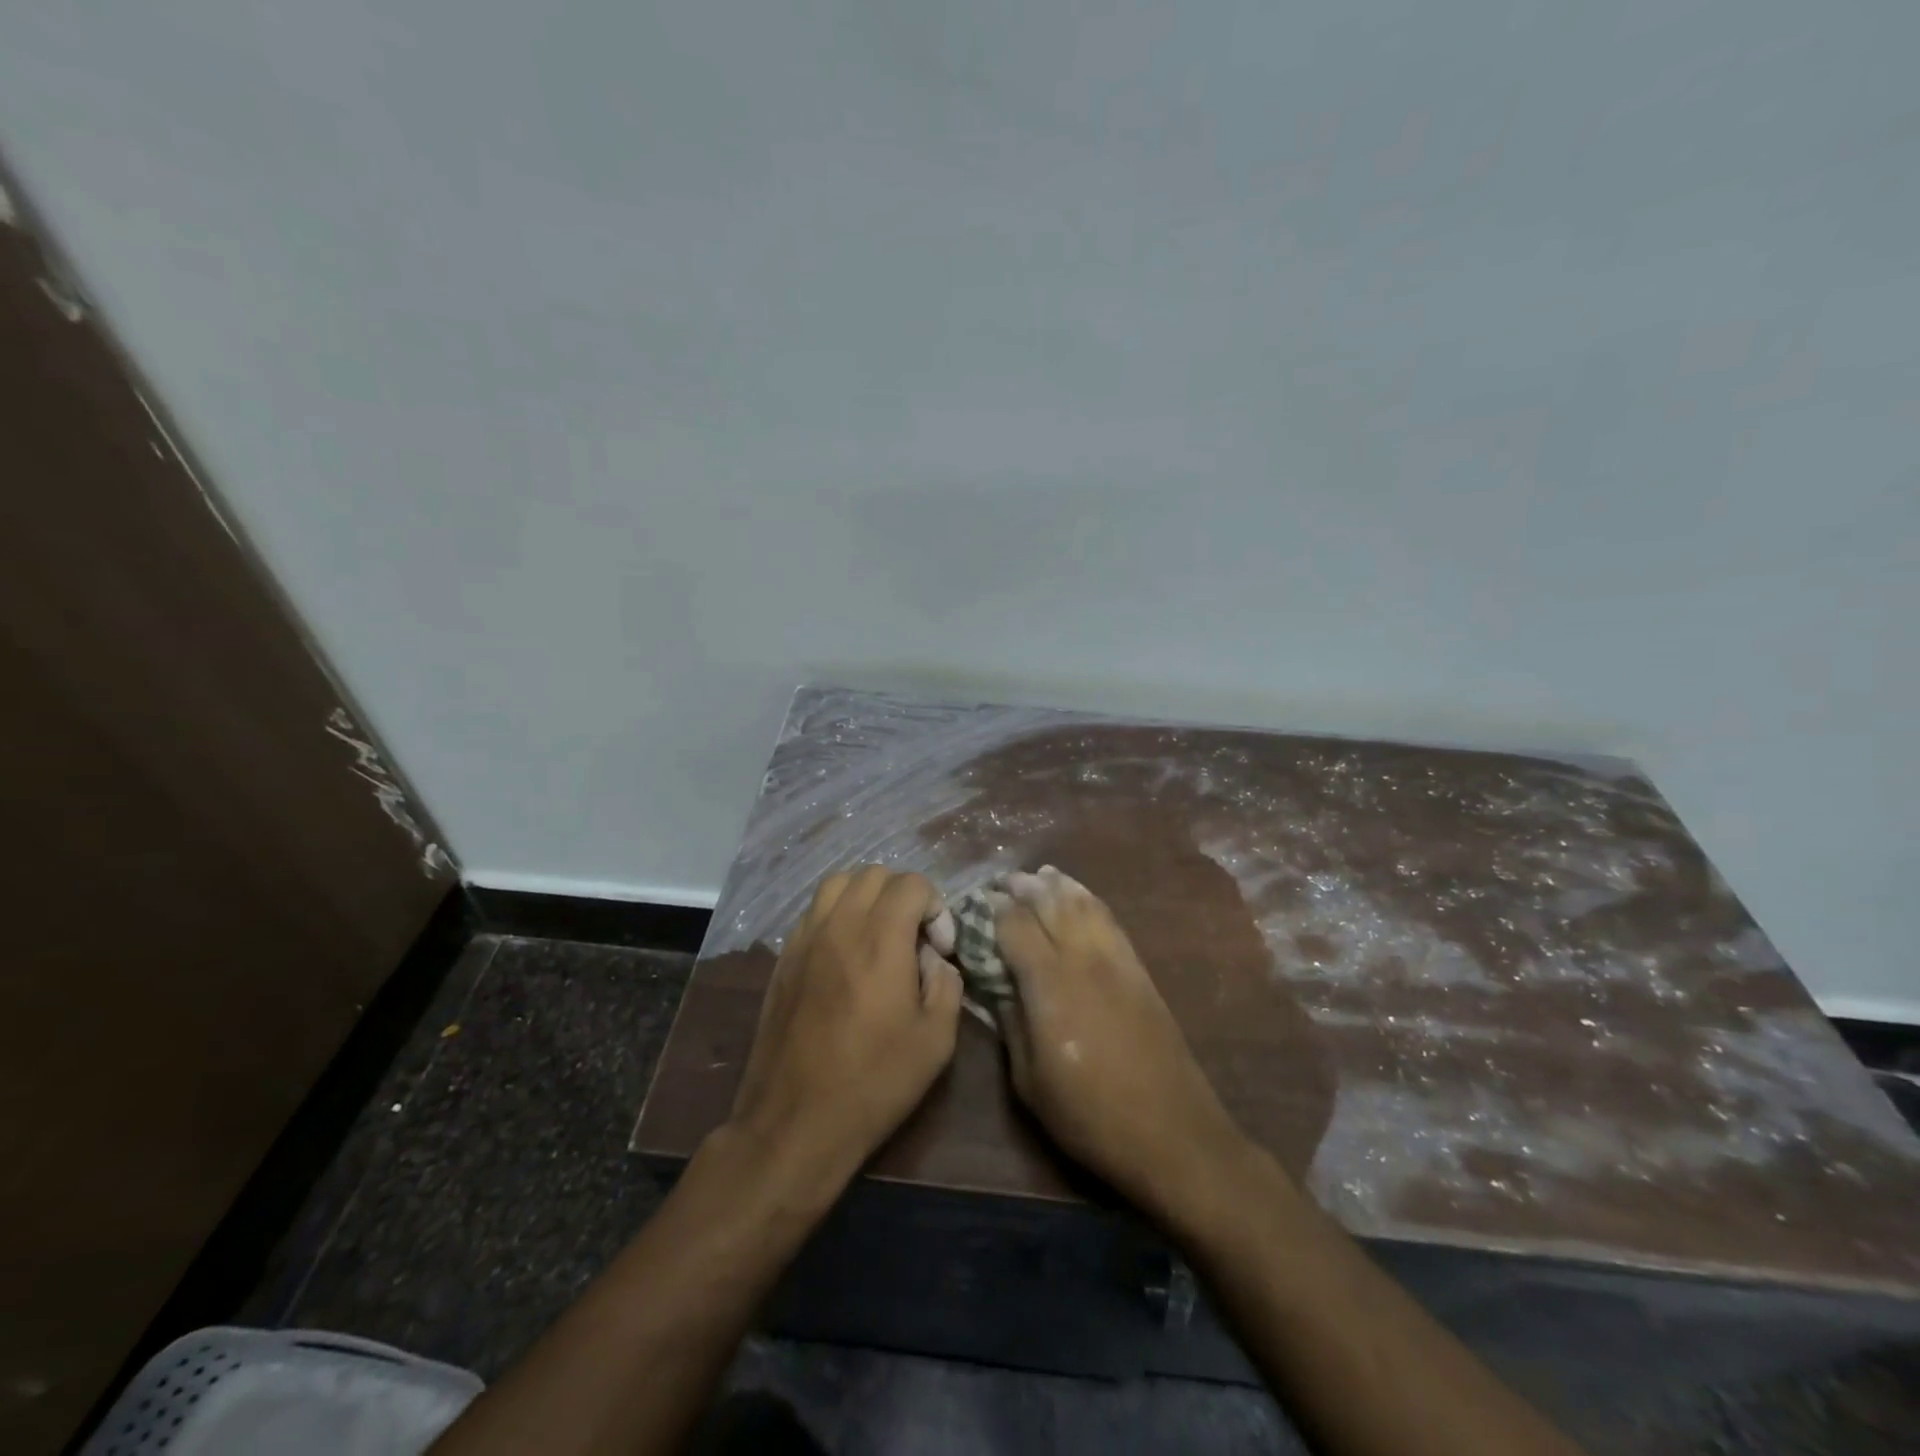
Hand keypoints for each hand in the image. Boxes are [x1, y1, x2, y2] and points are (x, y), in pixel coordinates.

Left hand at [728, 866, 963, 1194]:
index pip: (912, 883)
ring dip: (867, 896)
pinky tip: (846, 953)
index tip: (940, 949)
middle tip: (914, 938)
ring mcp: (805, 938)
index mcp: (881, 938)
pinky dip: (837, 913)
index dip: (936, 908)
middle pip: (874, 874)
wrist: (795, 1121)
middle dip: (904, 895)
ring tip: (879, 934)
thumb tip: (934, 960)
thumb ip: (946, 984)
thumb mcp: (936, 1040)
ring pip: (838, 883)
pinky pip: (813, 911)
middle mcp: (840, 925)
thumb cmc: (874, 1082)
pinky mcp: (783, 958)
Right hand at [992, 866, 1250, 1222]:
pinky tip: (1077, 896)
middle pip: (1048, 902)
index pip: (1014, 925)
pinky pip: (1108, 918)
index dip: (992, 910)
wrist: (1171, 1132)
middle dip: (1021, 887)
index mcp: (1048, 984)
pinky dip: (1087, 898)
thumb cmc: (1089, 1115)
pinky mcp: (1138, 967)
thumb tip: (995, 983)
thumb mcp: (1029, 1081)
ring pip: (1081, 902)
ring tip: (1036, 877)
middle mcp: (1082, 958)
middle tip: (1001, 884)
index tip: (975, 906)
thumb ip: (1010, 1022)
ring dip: (1055, 885)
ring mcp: (1115, 958)